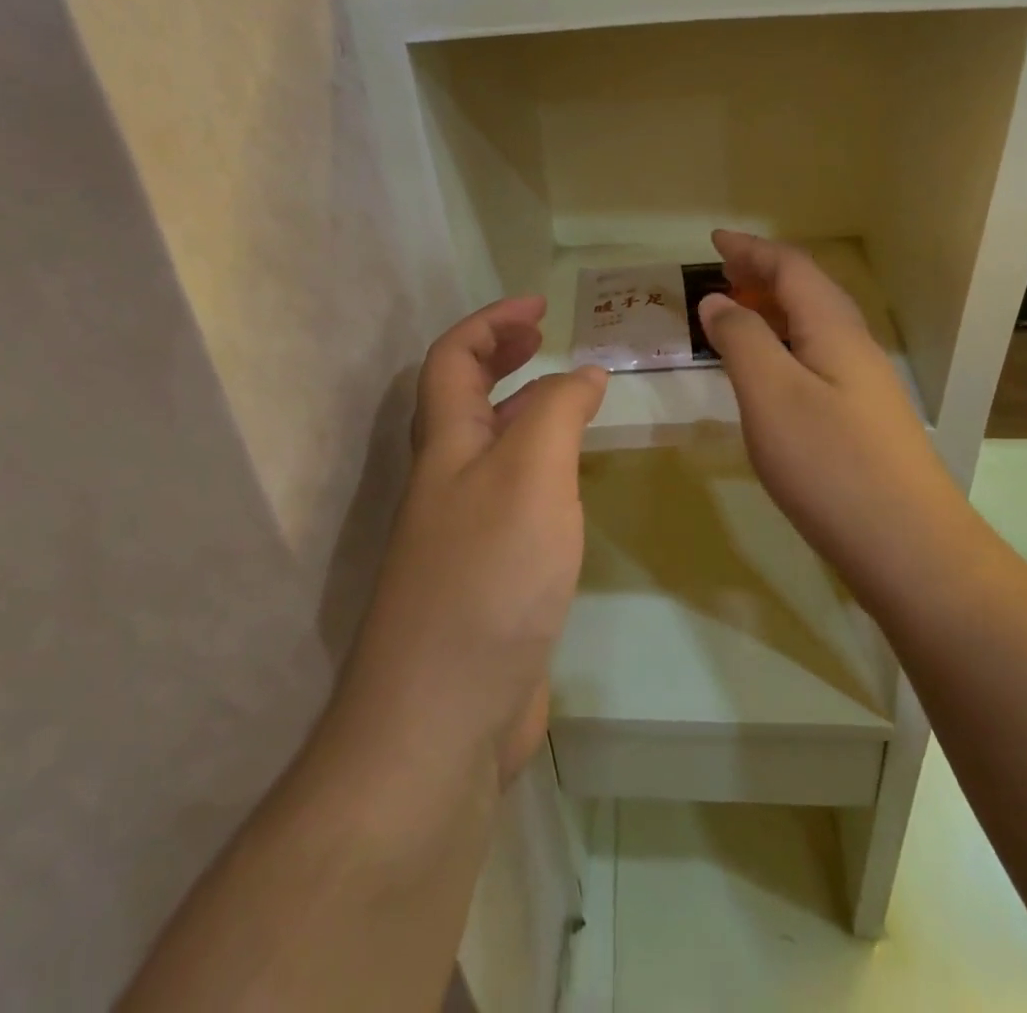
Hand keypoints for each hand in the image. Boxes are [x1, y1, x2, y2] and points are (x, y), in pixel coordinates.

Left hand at [343, 297, 605, 786]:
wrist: (443, 719)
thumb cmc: (487, 578)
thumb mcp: (531, 476)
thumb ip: (558, 413)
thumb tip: (583, 372)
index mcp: (446, 446)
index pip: (453, 358)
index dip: (490, 321)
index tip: (541, 307)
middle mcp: (447, 481)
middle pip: (464, 397)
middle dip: (500, 355)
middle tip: (546, 337)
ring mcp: (463, 531)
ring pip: (491, 448)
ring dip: (524, 409)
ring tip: (573, 399)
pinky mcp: (487, 576)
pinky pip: (512, 497)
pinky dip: (540, 469)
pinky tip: (571, 485)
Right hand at [696, 231, 963, 598]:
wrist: (909, 547)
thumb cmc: (831, 464)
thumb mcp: (771, 395)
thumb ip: (741, 340)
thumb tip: (717, 300)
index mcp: (833, 329)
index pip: (791, 268)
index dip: (751, 249)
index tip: (714, 240)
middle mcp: (854, 346)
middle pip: (808, 291)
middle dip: (763, 274)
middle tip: (721, 273)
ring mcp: (864, 385)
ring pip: (814, 326)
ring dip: (773, 310)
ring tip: (736, 315)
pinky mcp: (862, 419)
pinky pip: (816, 358)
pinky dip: (784, 347)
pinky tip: (769, 374)